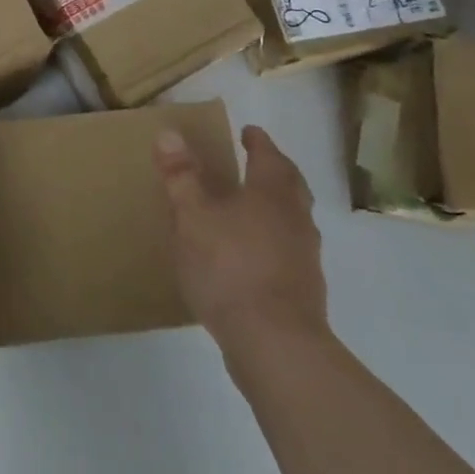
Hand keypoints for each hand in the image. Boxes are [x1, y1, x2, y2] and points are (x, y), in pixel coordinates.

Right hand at [157, 125, 329, 373]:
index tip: (249, 131)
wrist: (274, 342)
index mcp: (271, 194)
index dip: (258, 142)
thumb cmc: (229, 267)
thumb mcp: (193, 217)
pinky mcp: (303, 290)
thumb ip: (181, 176)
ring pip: (293, 219)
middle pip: (291, 185)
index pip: (269, 157)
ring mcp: (304, 257)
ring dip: (276, 206)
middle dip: (275, 169)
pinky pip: (288, 250)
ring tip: (250, 208)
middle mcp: (295, 219)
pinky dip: (273, 240)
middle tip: (257, 161)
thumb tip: (169, 133)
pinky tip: (251, 254)